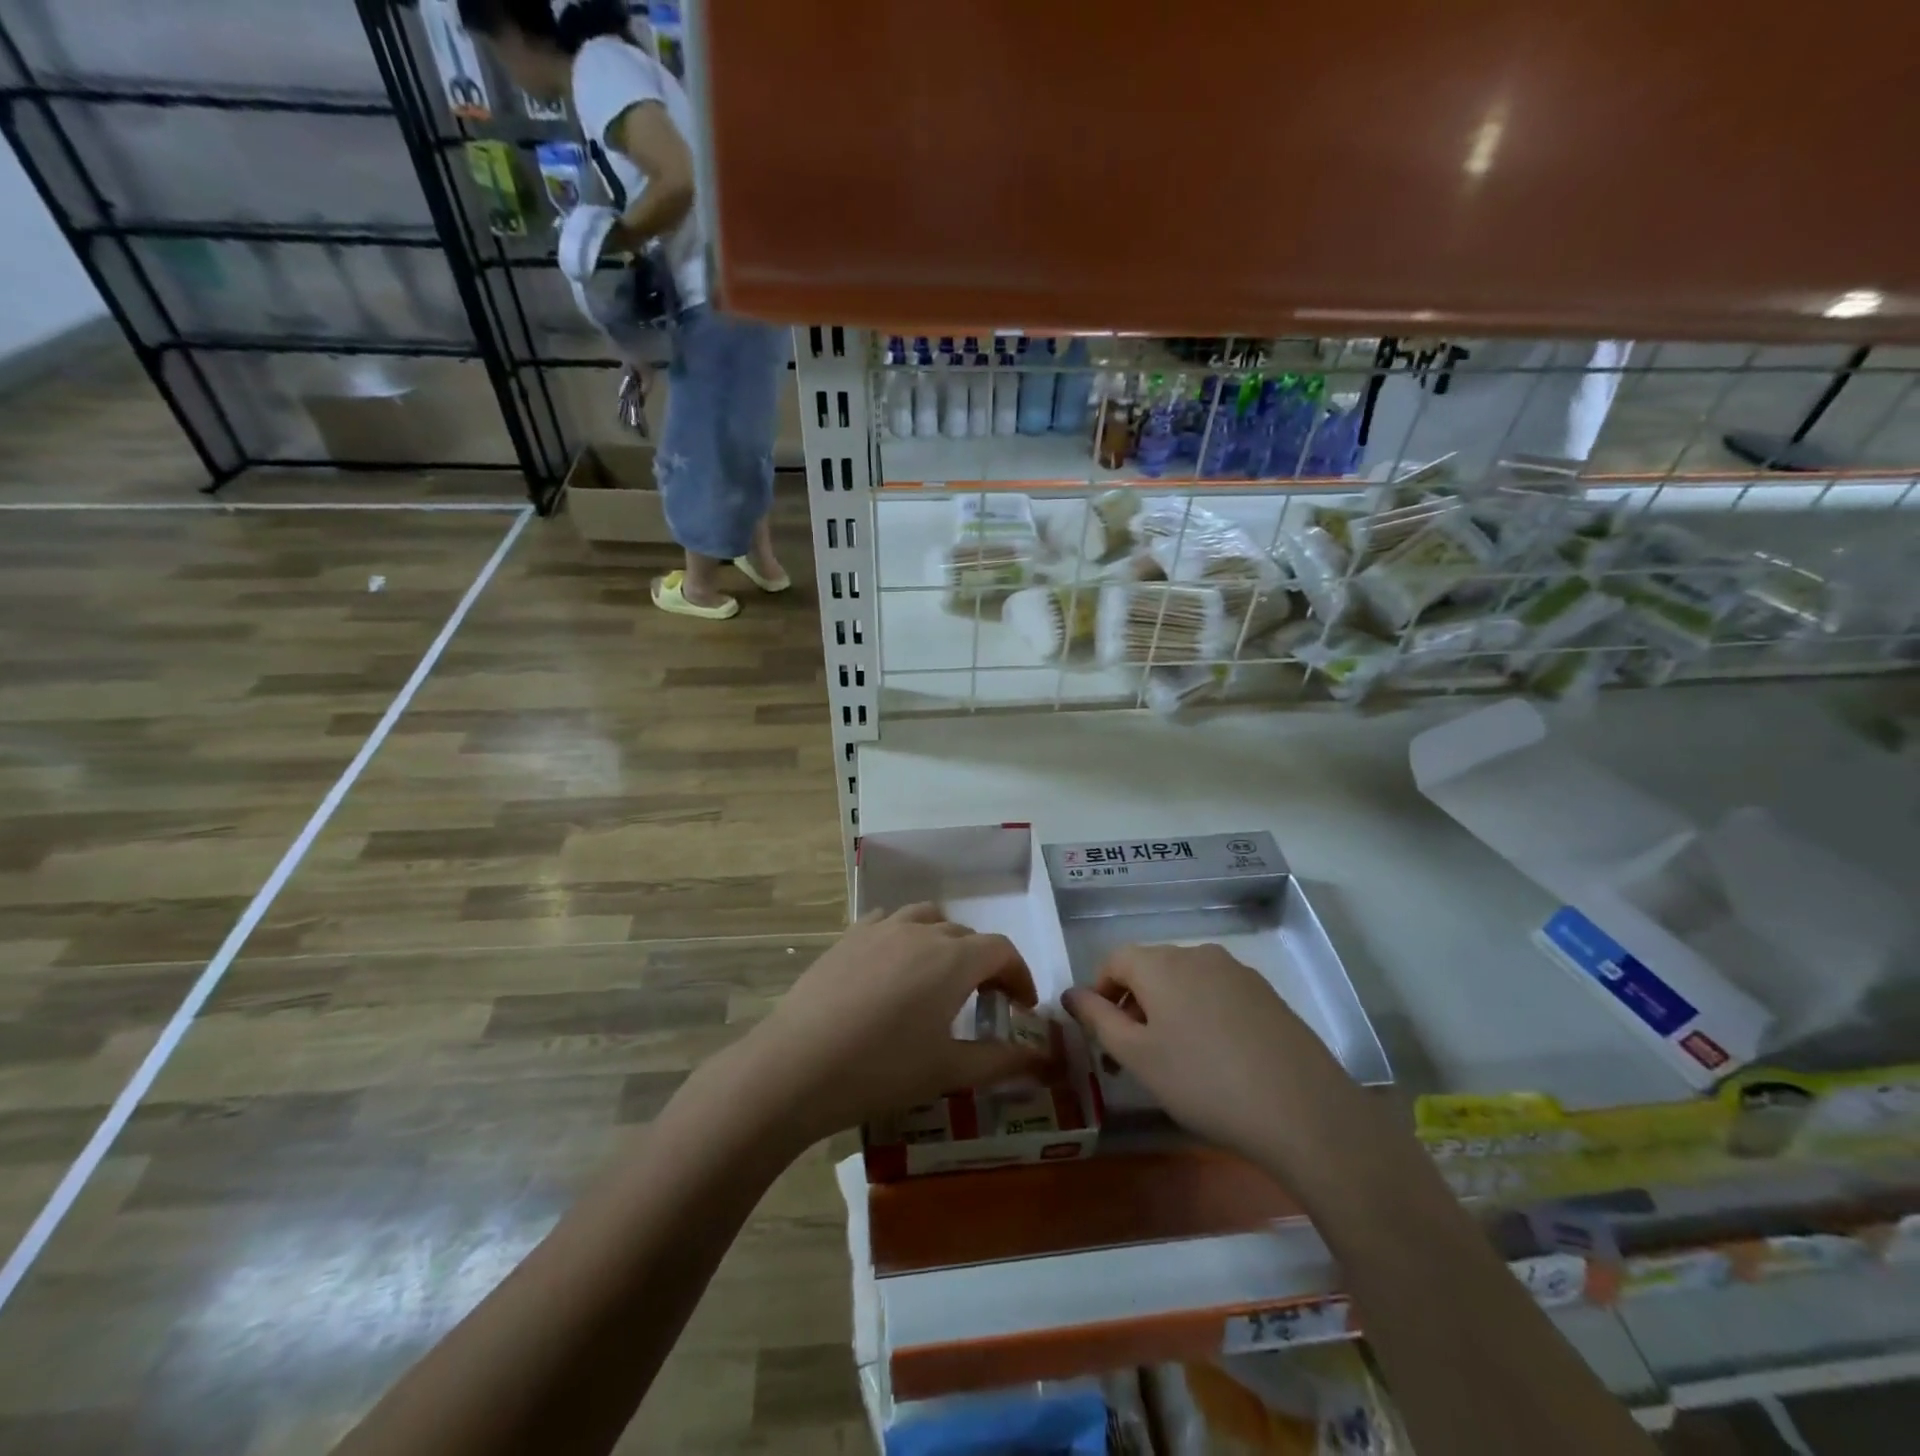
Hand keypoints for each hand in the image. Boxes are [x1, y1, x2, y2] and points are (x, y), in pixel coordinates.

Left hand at [736, 905, 1051, 1143]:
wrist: (797, 1065)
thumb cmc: (882, 1070)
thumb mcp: (948, 1071)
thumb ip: (1002, 1061)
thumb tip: (1044, 1060)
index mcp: (953, 959)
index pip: (1002, 950)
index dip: (1019, 975)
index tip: (1021, 1007)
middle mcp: (921, 931)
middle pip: (966, 935)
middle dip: (985, 964)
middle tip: (985, 1002)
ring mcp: (881, 929)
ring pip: (927, 918)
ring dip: (945, 941)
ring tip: (940, 975)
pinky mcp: (848, 937)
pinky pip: (888, 921)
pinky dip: (905, 935)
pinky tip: (895, 964)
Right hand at [1063, 944, 1364, 1169]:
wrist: (1304, 1111)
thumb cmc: (1204, 1082)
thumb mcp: (1138, 1056)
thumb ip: (1098, 1020)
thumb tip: (1070, 994)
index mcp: (1161, 963)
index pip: (1114, 960)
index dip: (1099, 993)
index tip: (1101, 1036)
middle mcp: (1198, 954)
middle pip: (1150, 969)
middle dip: (1132, 1005)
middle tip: (1131, 1056)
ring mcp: (1238, 972)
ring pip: (1184, 982)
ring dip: (1166, 1011)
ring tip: (1174, 1061)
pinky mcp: (1267, 995)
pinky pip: (1217, 994)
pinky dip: (1201, 1016)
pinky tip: (1216, 1060)